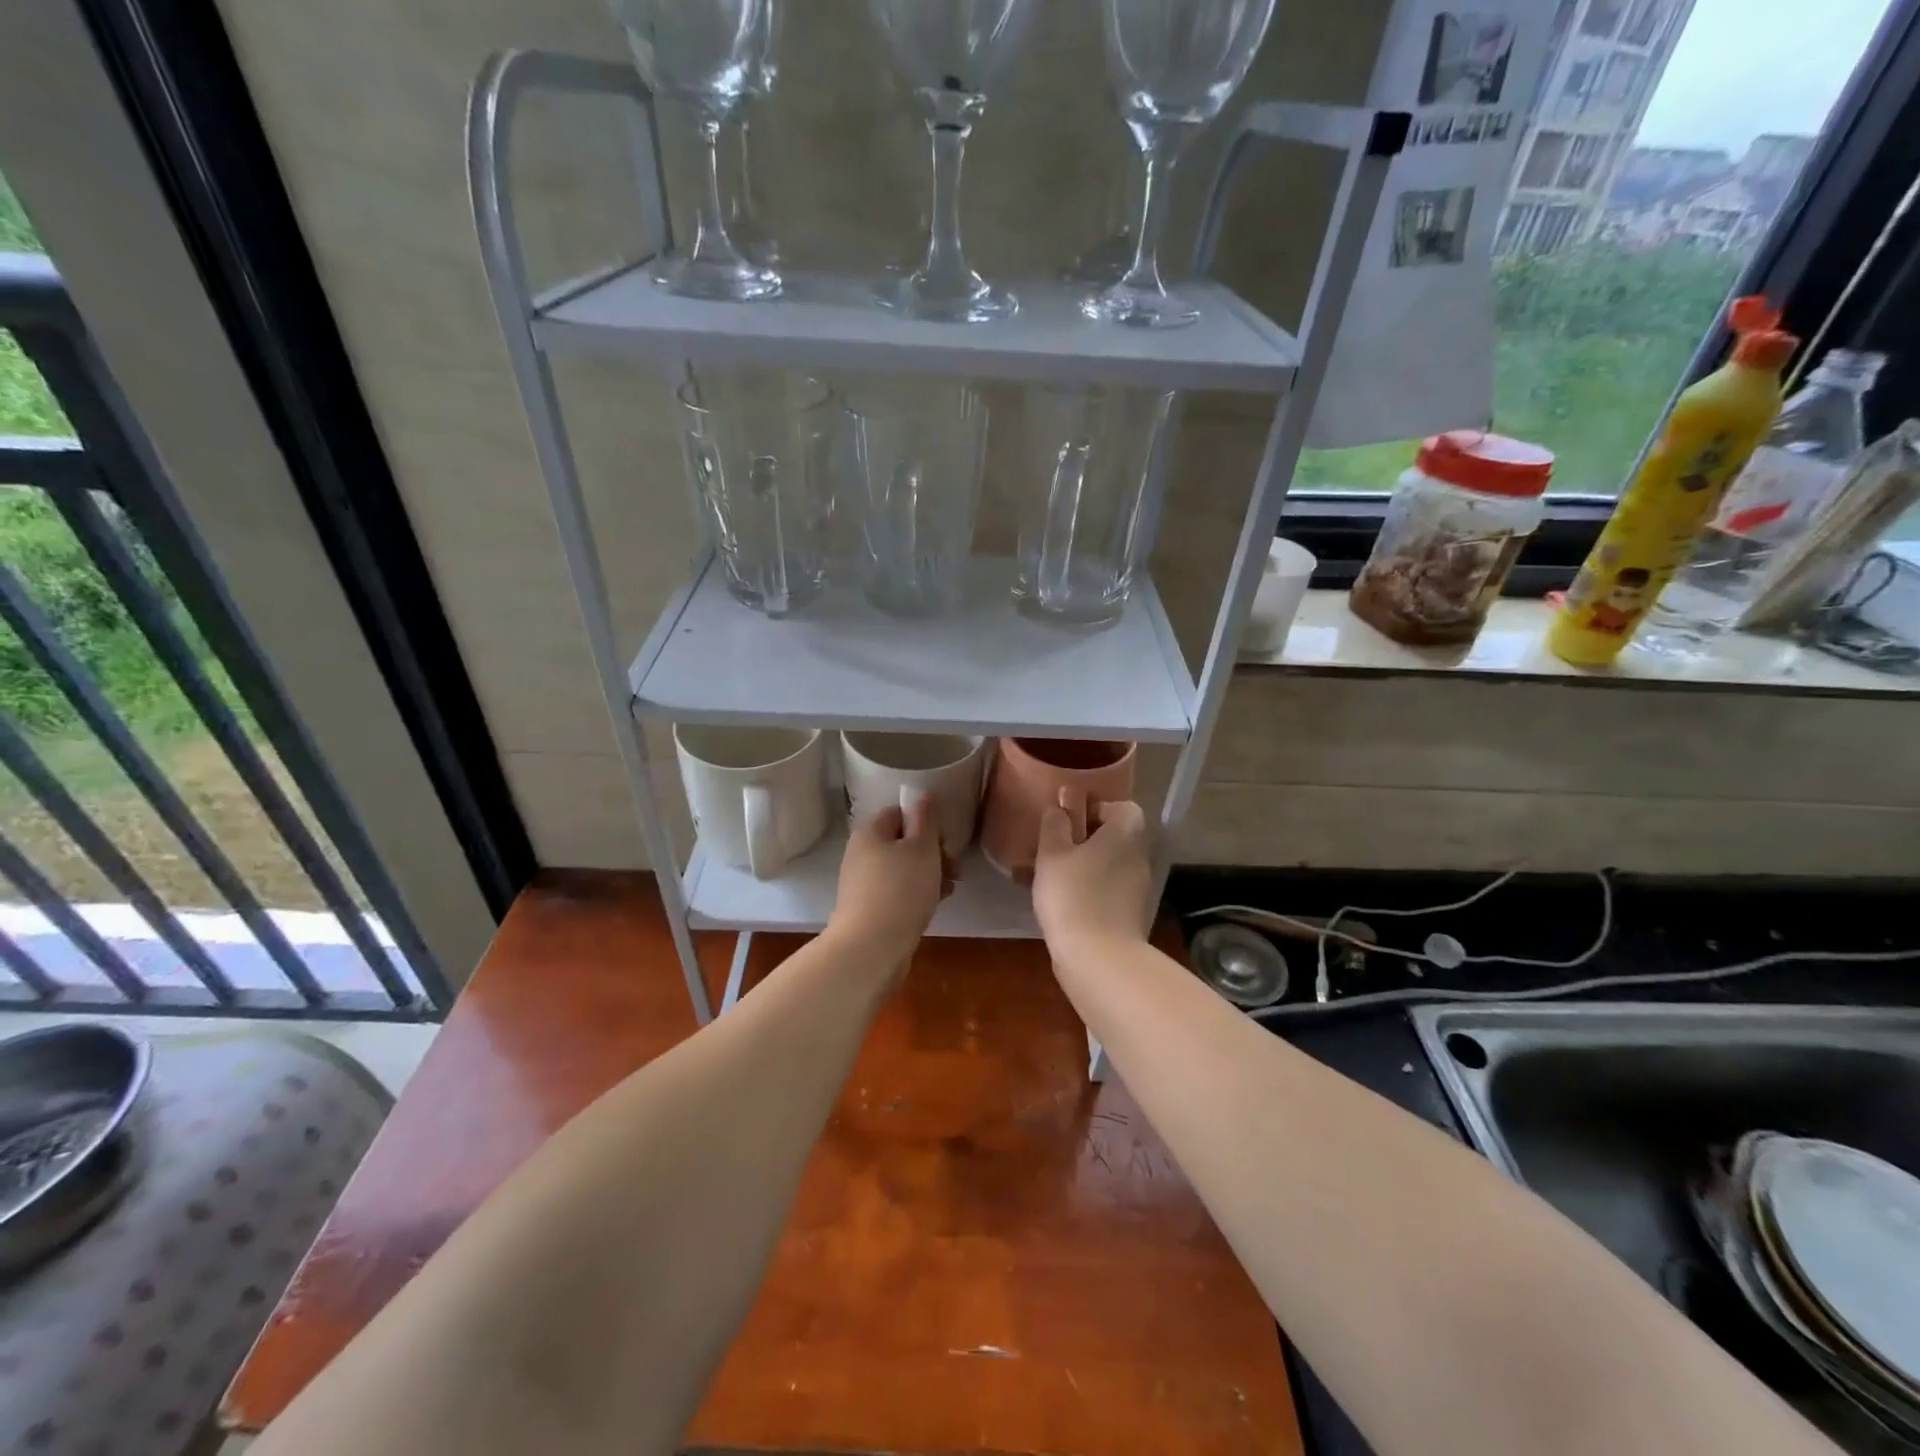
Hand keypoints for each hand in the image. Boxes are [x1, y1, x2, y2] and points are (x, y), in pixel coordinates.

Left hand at [828, 795, 945, 966]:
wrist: (872, 948)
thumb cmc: (901, 889)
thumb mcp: (922, 848)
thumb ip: (925, 820)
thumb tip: (922, 795)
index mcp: (869, 832)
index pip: (899, 813)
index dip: (925, 822)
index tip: (945, 840)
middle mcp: (861, 854)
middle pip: (902, 842)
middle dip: (932, 852)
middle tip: (953, 868)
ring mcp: (862, 884)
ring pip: (902, 869)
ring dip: (929, 875)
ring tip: (950, 889)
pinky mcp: (868, 910)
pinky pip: (897, 892)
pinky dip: (916, 894)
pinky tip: (934, 905)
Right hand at [1033, 794, 1152, 952]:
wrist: (1099, 958)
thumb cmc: (1073, 894)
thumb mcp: (1052, 854)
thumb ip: (1054, 825)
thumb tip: (1059, 808)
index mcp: (1126, 833)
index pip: (1121, 807)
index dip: (1094, 810)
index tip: (1068, 824)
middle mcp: (1138, 856)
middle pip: (1113, 838)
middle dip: (1083, 841)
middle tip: (1051, 850)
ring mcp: (1137, 888)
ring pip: (1106, 866)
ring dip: (1081, 868)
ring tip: (1046, 878)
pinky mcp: (1130, 915)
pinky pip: (1105, 891)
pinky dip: (1085, 891)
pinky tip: (1058, 904)